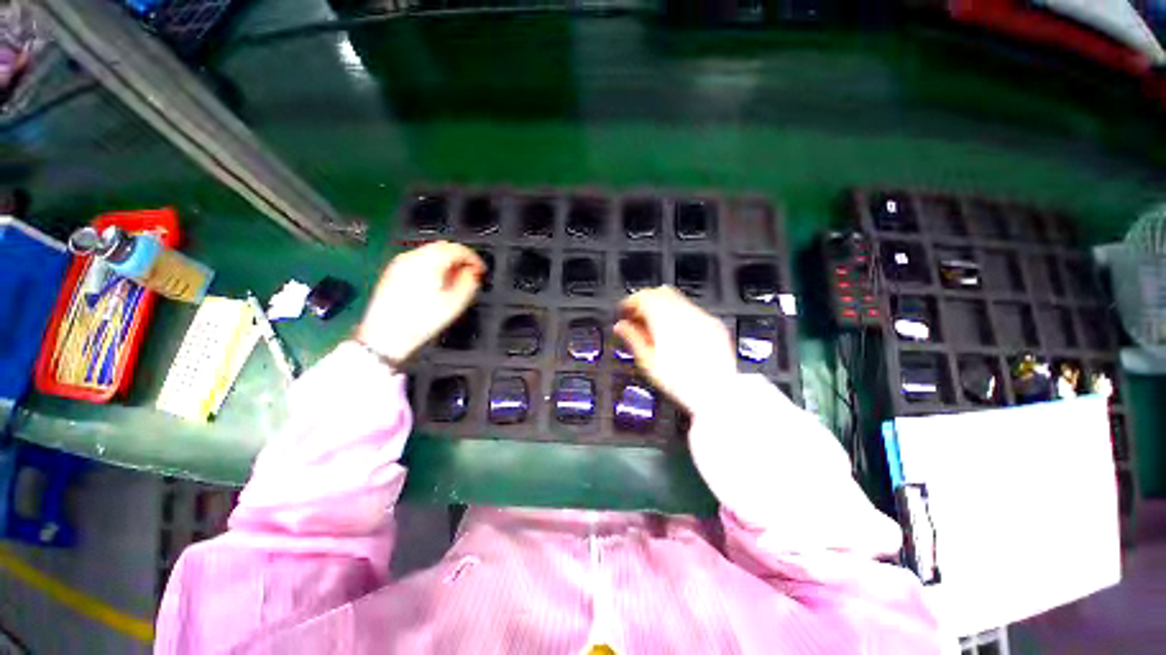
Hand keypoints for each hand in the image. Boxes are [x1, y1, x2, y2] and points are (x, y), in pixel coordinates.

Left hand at [355, 241, 484, 363]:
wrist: (386, 335)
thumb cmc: (421, 321)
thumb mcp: (455, 303)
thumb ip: (468, 282)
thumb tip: (472, 272)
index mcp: (429, 262)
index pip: (456, 249)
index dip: (473, 258)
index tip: (480, 269)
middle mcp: (412, 258)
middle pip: (442, 246)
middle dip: (459, 257)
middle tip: (470, 272)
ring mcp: (399, 264)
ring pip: (429, 252)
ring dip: (446, 260)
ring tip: (454, 278)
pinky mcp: (392, 272)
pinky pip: (418, 260)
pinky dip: (432, 265)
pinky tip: (436, 282)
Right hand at [614, 286, 736, 413]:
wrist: (718, 394)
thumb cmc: (682, 383)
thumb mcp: (649, 362)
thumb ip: (633, 338)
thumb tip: (621, 326)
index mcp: (665, 320)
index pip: (643, 296)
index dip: (630, 302)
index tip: (625, 313)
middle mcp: (685, 313)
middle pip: (660, 292)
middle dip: (646, 302)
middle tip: (638, 319)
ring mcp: (702, 317)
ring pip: (676, 299)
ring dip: (662, 307)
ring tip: (655, 329)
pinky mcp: (713, 324)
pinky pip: (691, 310)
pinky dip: (678, 315)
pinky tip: (675, 334)